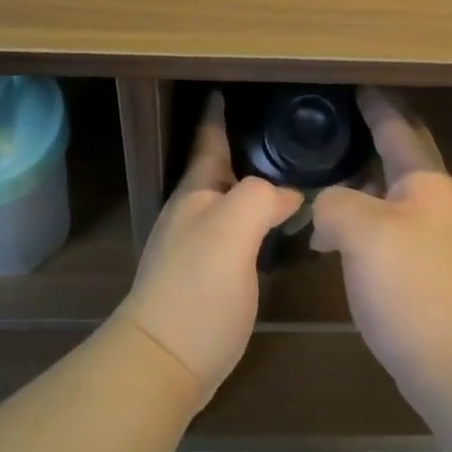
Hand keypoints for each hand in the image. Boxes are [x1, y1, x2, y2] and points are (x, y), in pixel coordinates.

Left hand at [114, 92, 300, 407]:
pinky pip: (236, 233)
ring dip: (251, 185)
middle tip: (282, 134)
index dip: (219, 115)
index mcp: (196, 193)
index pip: (208, 141)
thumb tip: (288, 195)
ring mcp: (196, 246)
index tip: (229, 89)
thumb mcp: (233, 231)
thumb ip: (261, 198)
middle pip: (220, 170)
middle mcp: (192, 213)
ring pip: (229, 202)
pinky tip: (276, 230)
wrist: (164, 362)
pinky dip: (256, 221)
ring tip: (286, 175)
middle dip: (243, 148)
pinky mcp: (206, 278)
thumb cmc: (197, 289)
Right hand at [311, 88, 451, 407]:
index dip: (374, 103)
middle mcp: (433, 202)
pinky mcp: (422, 271)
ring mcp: (432, 238)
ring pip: (389, 193)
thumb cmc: (414, 287)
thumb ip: (333, 202)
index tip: (352, 82)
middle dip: (370, 134)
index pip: (397, 127)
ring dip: (360, 179)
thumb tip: (324, 208)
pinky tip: (332, 231)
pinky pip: (384, 226)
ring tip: (323, 170)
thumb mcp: (362, 231)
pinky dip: (359, 216)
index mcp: (425, 181)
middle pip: (398, 155)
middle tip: (333, 121)